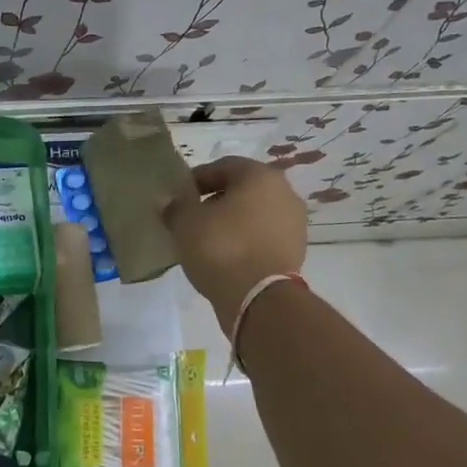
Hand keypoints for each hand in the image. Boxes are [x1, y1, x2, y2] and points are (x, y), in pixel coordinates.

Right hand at [162, 157, 307, 333]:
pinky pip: (262, 236)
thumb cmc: (221, 248)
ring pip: (254, 214)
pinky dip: (245, 241)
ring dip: (231, 222)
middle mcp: (284, 192)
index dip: (196, 180)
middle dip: (215, 201)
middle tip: (191, 219)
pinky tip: (225, 257)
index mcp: (259, 176)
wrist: (259, 299)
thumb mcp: (185, 222)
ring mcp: (294, 223)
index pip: (222, 166)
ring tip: (206, 241)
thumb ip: (175, 206)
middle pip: (241, 189)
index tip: (178, 198)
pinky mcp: (295, 251)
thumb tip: (170, 202)